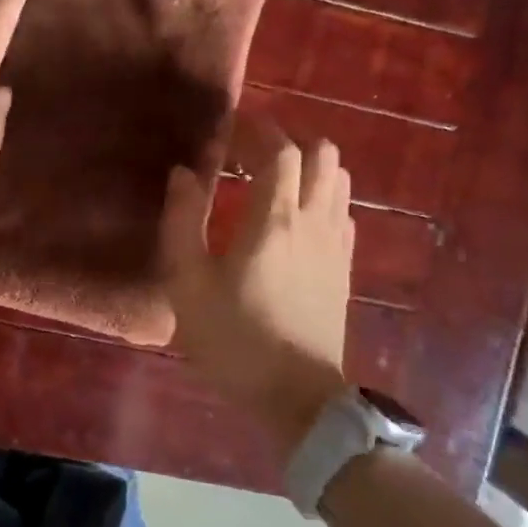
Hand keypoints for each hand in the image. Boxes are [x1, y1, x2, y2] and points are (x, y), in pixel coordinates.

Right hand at [159, 116, 353, 454]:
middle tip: (253, 152)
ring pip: (339, 180)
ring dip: (310, 167)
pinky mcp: (346, 268)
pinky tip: (298, 218)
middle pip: (322, 154)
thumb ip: (181, 222)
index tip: (232, 128)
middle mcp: (313, 220)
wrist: (296, 398)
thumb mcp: (187, 285)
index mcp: (273, 219)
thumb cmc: (234, 340)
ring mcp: (337, 244)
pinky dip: (323, 197)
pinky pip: (343, 212)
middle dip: (289, 140)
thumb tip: (182, 174)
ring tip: (275, 179)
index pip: (280, 150)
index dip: (258, 129)